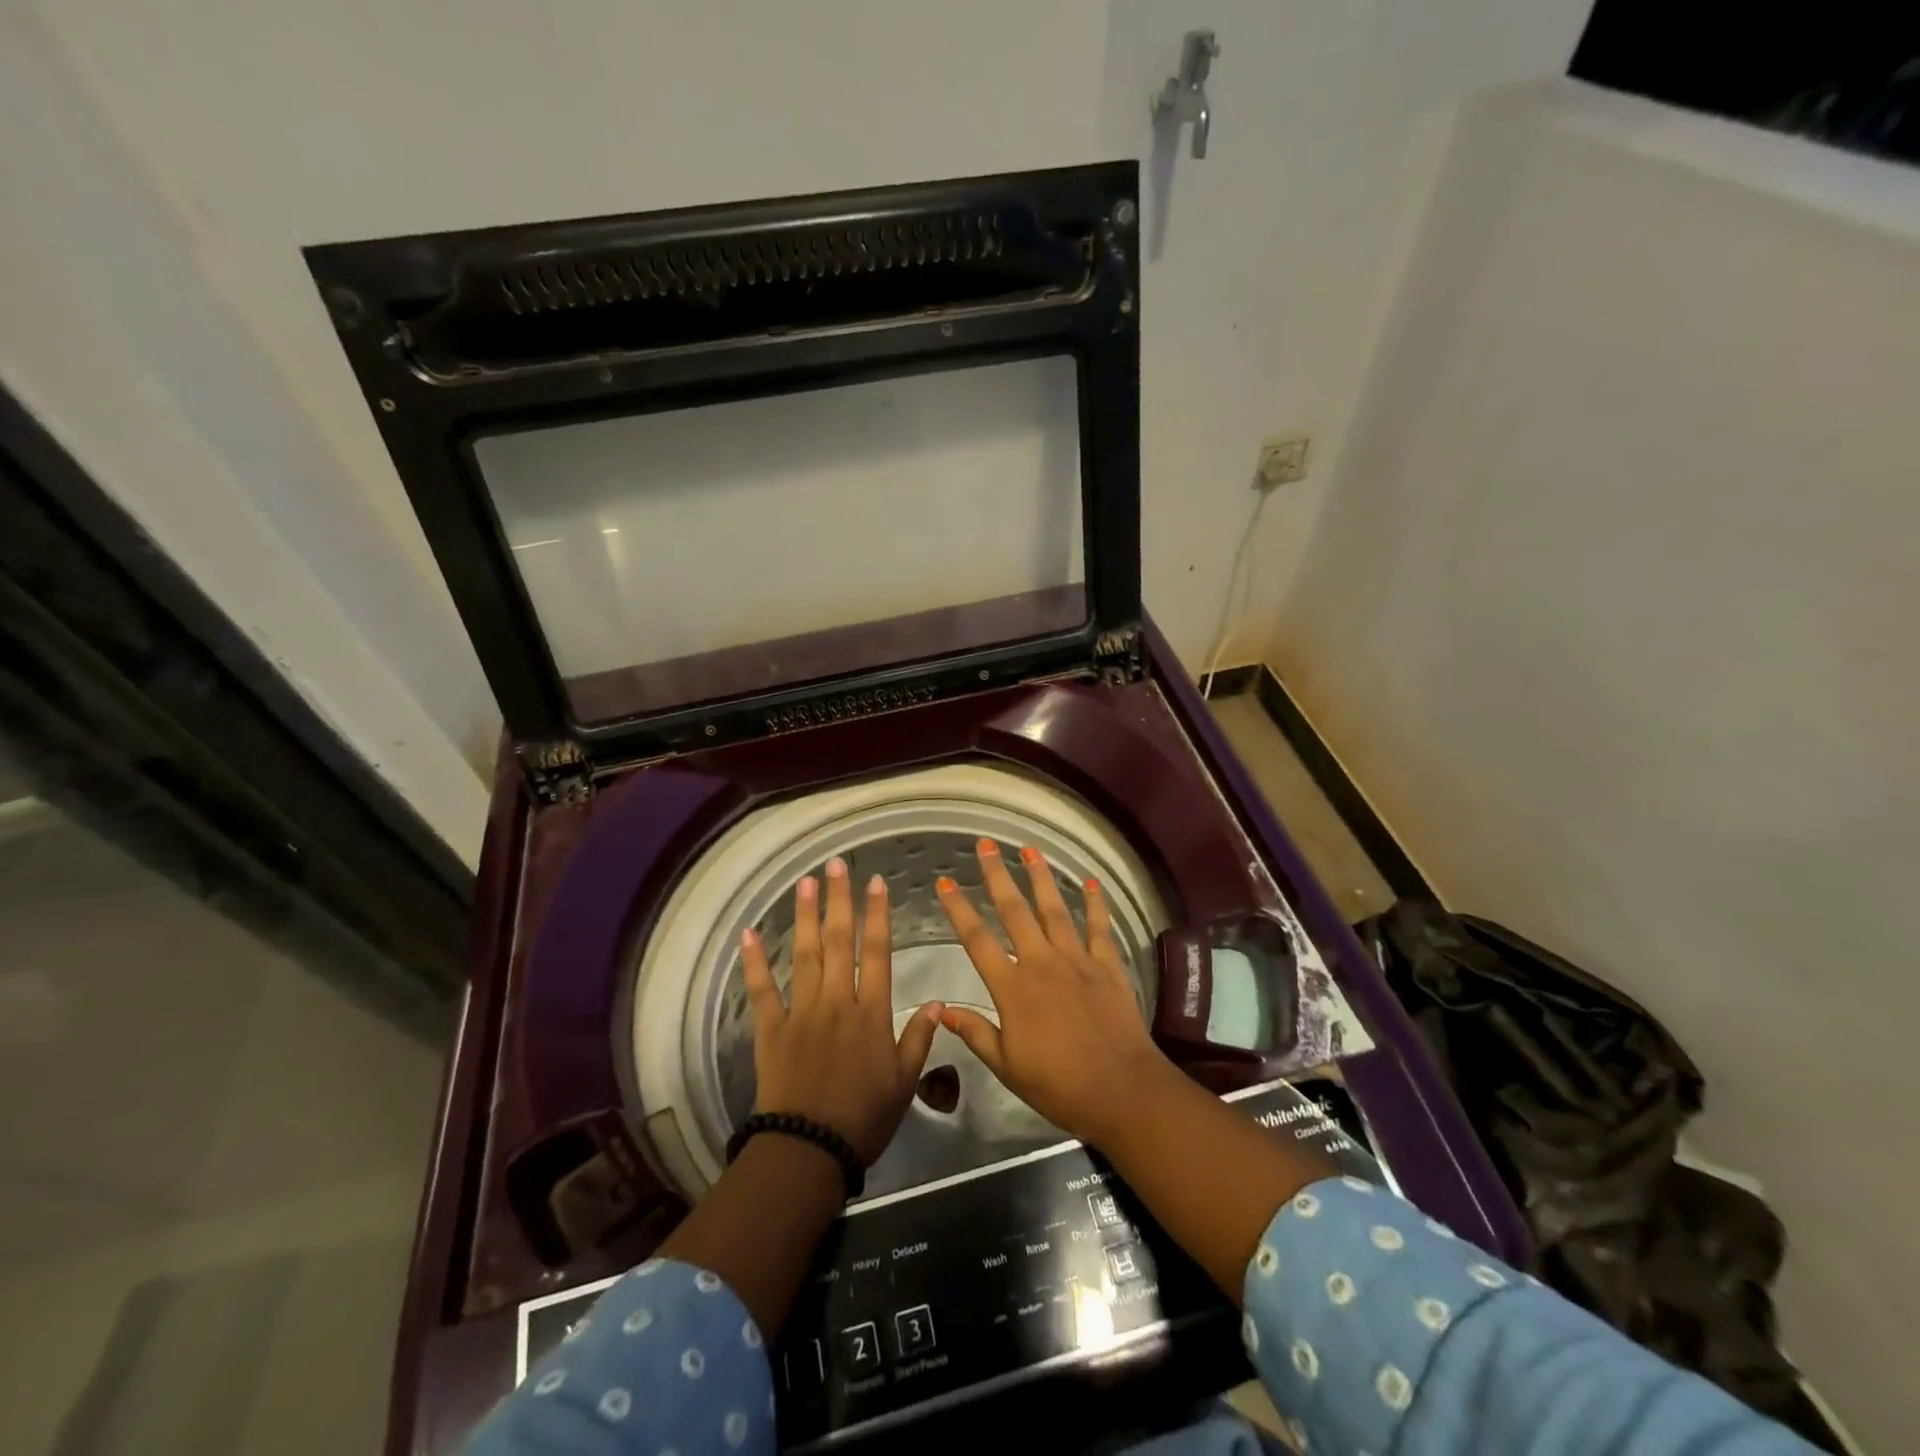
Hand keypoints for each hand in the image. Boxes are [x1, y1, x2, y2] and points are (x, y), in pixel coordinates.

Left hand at [741, 856, 942, 1165]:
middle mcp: (836, 1001)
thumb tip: (937, 1001)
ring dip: (805, 916)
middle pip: (838, 942)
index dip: (877, 915)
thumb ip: (920, 1038)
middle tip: (836, 865)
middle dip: (839, 901)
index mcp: (871, 1012)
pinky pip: (762, 990)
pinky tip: (748, 933)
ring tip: (805, 883)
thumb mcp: (905, 1081)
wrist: (810, 1149)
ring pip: (804, 955)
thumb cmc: (864, 1117)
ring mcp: (801, 1012)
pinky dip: (754, 961)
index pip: (877, 952)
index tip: (876, 883)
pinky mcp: (771, 1029)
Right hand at [934, 840, 1175, 1148]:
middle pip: (1015, 911)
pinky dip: (1096, 904)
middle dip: (997, 876)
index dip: (958, 909)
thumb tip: (941, 1008)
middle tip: (985, 845)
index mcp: (1013, 988)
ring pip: (1055, 910)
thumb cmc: (1058, 1085)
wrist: (1121, 1091)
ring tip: (1030, 849)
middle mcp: (1042, 963)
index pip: (977, 940)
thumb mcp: (1007, 1066)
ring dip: (1041, 877)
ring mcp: (1077, 960)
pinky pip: (1099, 928)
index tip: (944, 882)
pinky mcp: (1108, 966)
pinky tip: (1090, 882)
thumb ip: (975, 1033)